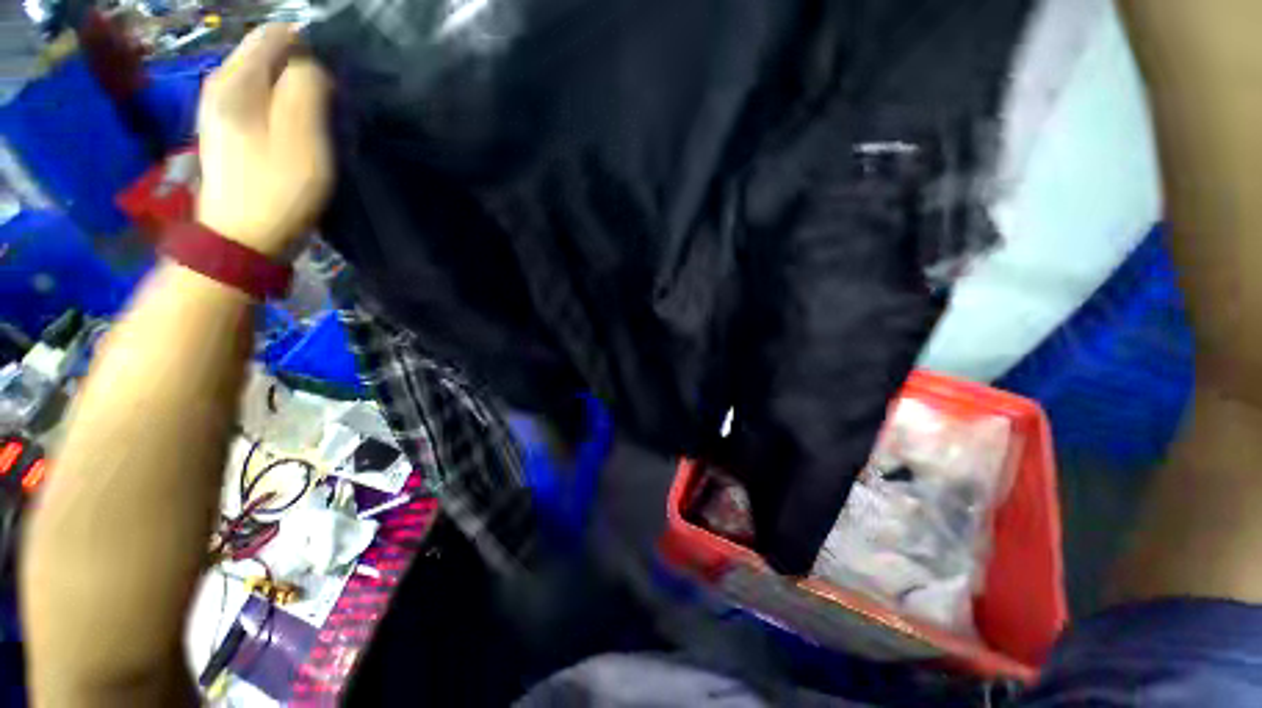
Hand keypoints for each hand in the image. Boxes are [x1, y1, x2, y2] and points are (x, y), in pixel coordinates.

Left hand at [196, 25, 332, 257]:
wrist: (242, 239)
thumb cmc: (277, 189)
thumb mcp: (302, 138)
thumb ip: (306, 89)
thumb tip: (311, 66)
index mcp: (236, 79)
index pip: (277, 36)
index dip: (311, 51)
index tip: (333, 84)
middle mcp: (221, 84)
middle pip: (269, 56)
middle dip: (303, 71)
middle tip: (330, 107)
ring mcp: (220, 108)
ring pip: (266, 80)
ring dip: (295, 93)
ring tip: (318, 122)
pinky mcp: (228, 131)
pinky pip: (261, 101)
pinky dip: (283, 109)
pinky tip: (297, 132)